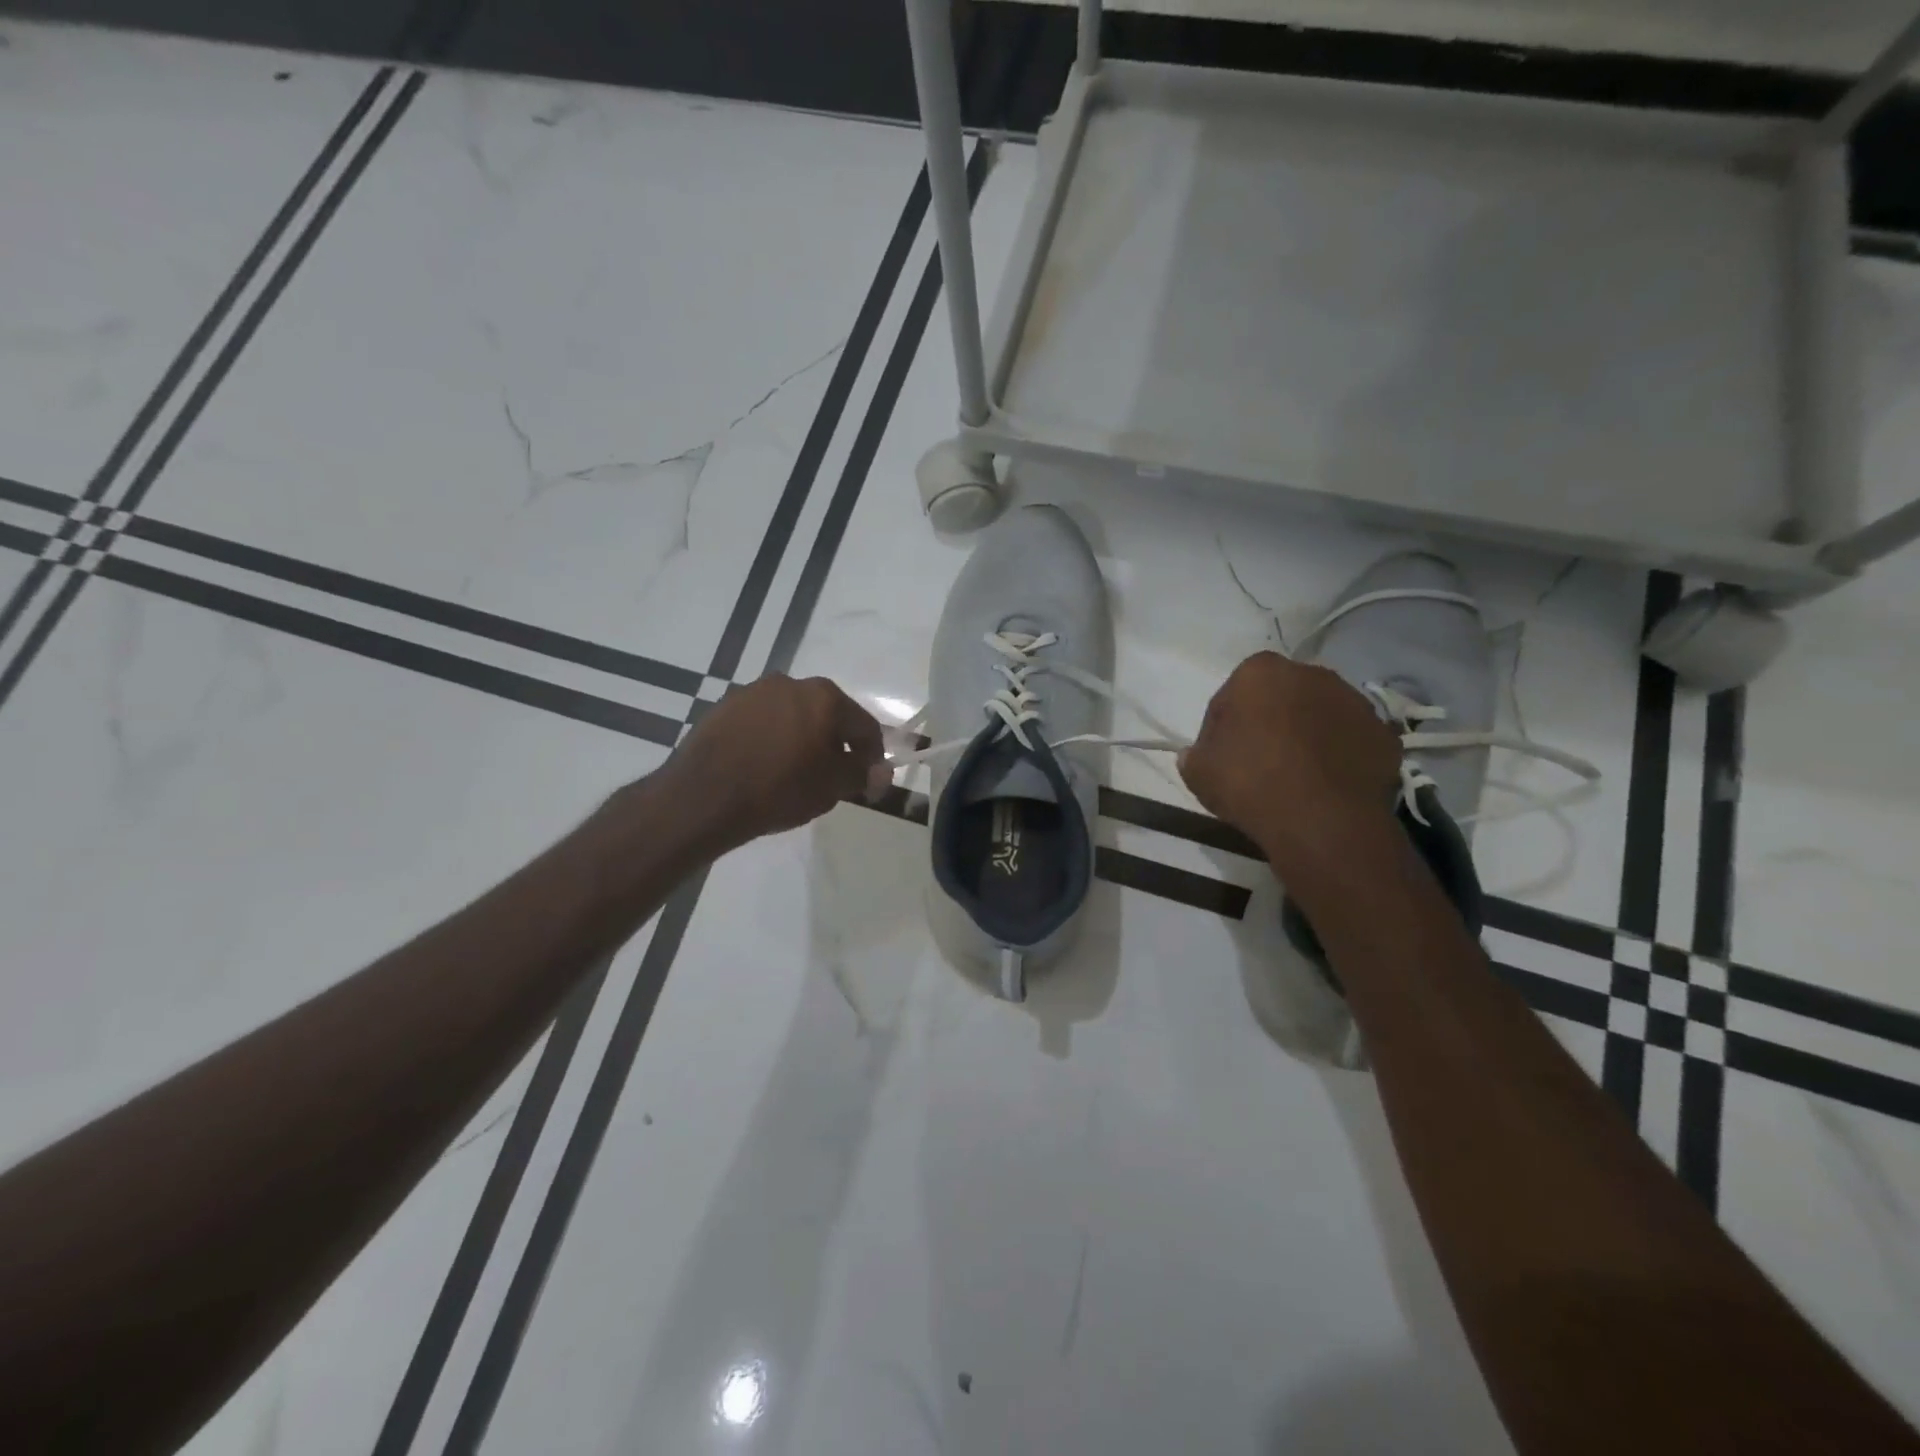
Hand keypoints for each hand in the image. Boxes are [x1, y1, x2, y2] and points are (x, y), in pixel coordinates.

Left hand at [663, 674, 886, 850]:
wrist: (702, 797)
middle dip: (835, 745)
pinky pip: (761, 724)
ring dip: (802, 741)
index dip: (872, 757)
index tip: (868, 784)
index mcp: (824, 696)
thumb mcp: (830, 787)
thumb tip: (881, 772)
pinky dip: (771, 741)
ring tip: (794, 775)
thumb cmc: (778, 789)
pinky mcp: (723, 707)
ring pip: (793, 717)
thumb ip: (861, 775)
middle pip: (828, 716)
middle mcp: (790, 683)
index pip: (864, 726)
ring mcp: (752, 692)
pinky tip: (763, 768)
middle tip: (832, 779)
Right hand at [1179, 652, 1401, 867]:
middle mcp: (1311, 674)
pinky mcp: (1384, 734)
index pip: (1232, 695)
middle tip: (1258, 762)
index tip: (1221, 755)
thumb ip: (1194, 755)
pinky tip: (1326, 786)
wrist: (1321, 821)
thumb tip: (1196, 754)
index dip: (1223, 726)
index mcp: (1260, 672)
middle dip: (1270, 722)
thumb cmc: (1249, 783)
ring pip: (1320, 716)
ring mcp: (1354, 702)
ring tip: (1296, 776)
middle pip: (1281, 698)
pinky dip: (1339, 756)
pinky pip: (1351, 741)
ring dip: (1308, 736)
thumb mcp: (1198, 772)